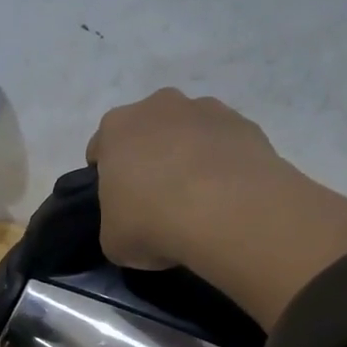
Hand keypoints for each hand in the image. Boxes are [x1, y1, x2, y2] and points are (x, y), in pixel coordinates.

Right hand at [86, 89, 290, 269]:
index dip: (107, 178)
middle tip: (158, 201)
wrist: (228, 213)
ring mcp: (206, 110)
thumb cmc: (153, 222)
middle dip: (150, 159)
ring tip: (199, 201)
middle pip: (147, 132)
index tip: (119, 204)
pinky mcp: (245, 124)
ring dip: (189, 157)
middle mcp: (158, 106)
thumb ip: (114, 222)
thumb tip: (130, 223)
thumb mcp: (113, 240)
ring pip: (189, 133)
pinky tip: (228, 198)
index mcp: (116, 129)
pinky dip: (223, 165)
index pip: (101, 148)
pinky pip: (225, 145)